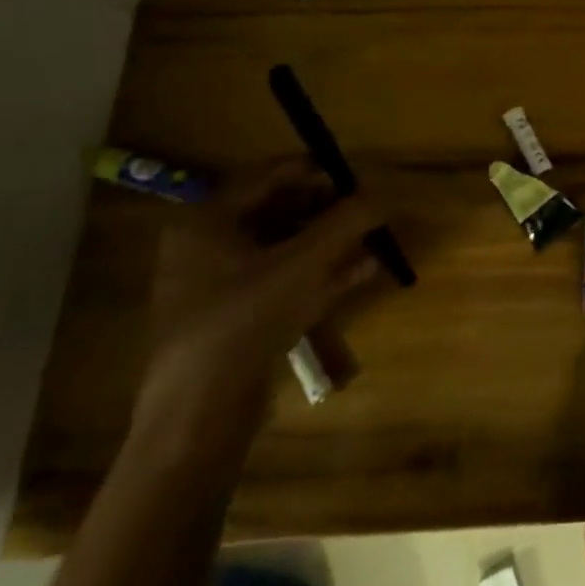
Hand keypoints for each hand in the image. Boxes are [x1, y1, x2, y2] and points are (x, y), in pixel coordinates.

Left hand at [135, 158, 384, 438]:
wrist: (200, 413)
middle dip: (329, 208)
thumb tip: (384, 193)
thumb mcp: (307, 261)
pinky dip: (323, 272)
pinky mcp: (238, 317)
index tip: (360, 177)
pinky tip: (365, 270)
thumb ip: (349, 220)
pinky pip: (285, 280)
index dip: (319, 171)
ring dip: (332, 240)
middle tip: (368, 210)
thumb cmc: (246, 318)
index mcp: (207, 220)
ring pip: (286, 247)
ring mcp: (221, 284)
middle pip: (280, 209)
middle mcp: (207, 245)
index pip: (271, 175)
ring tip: (374, 237)